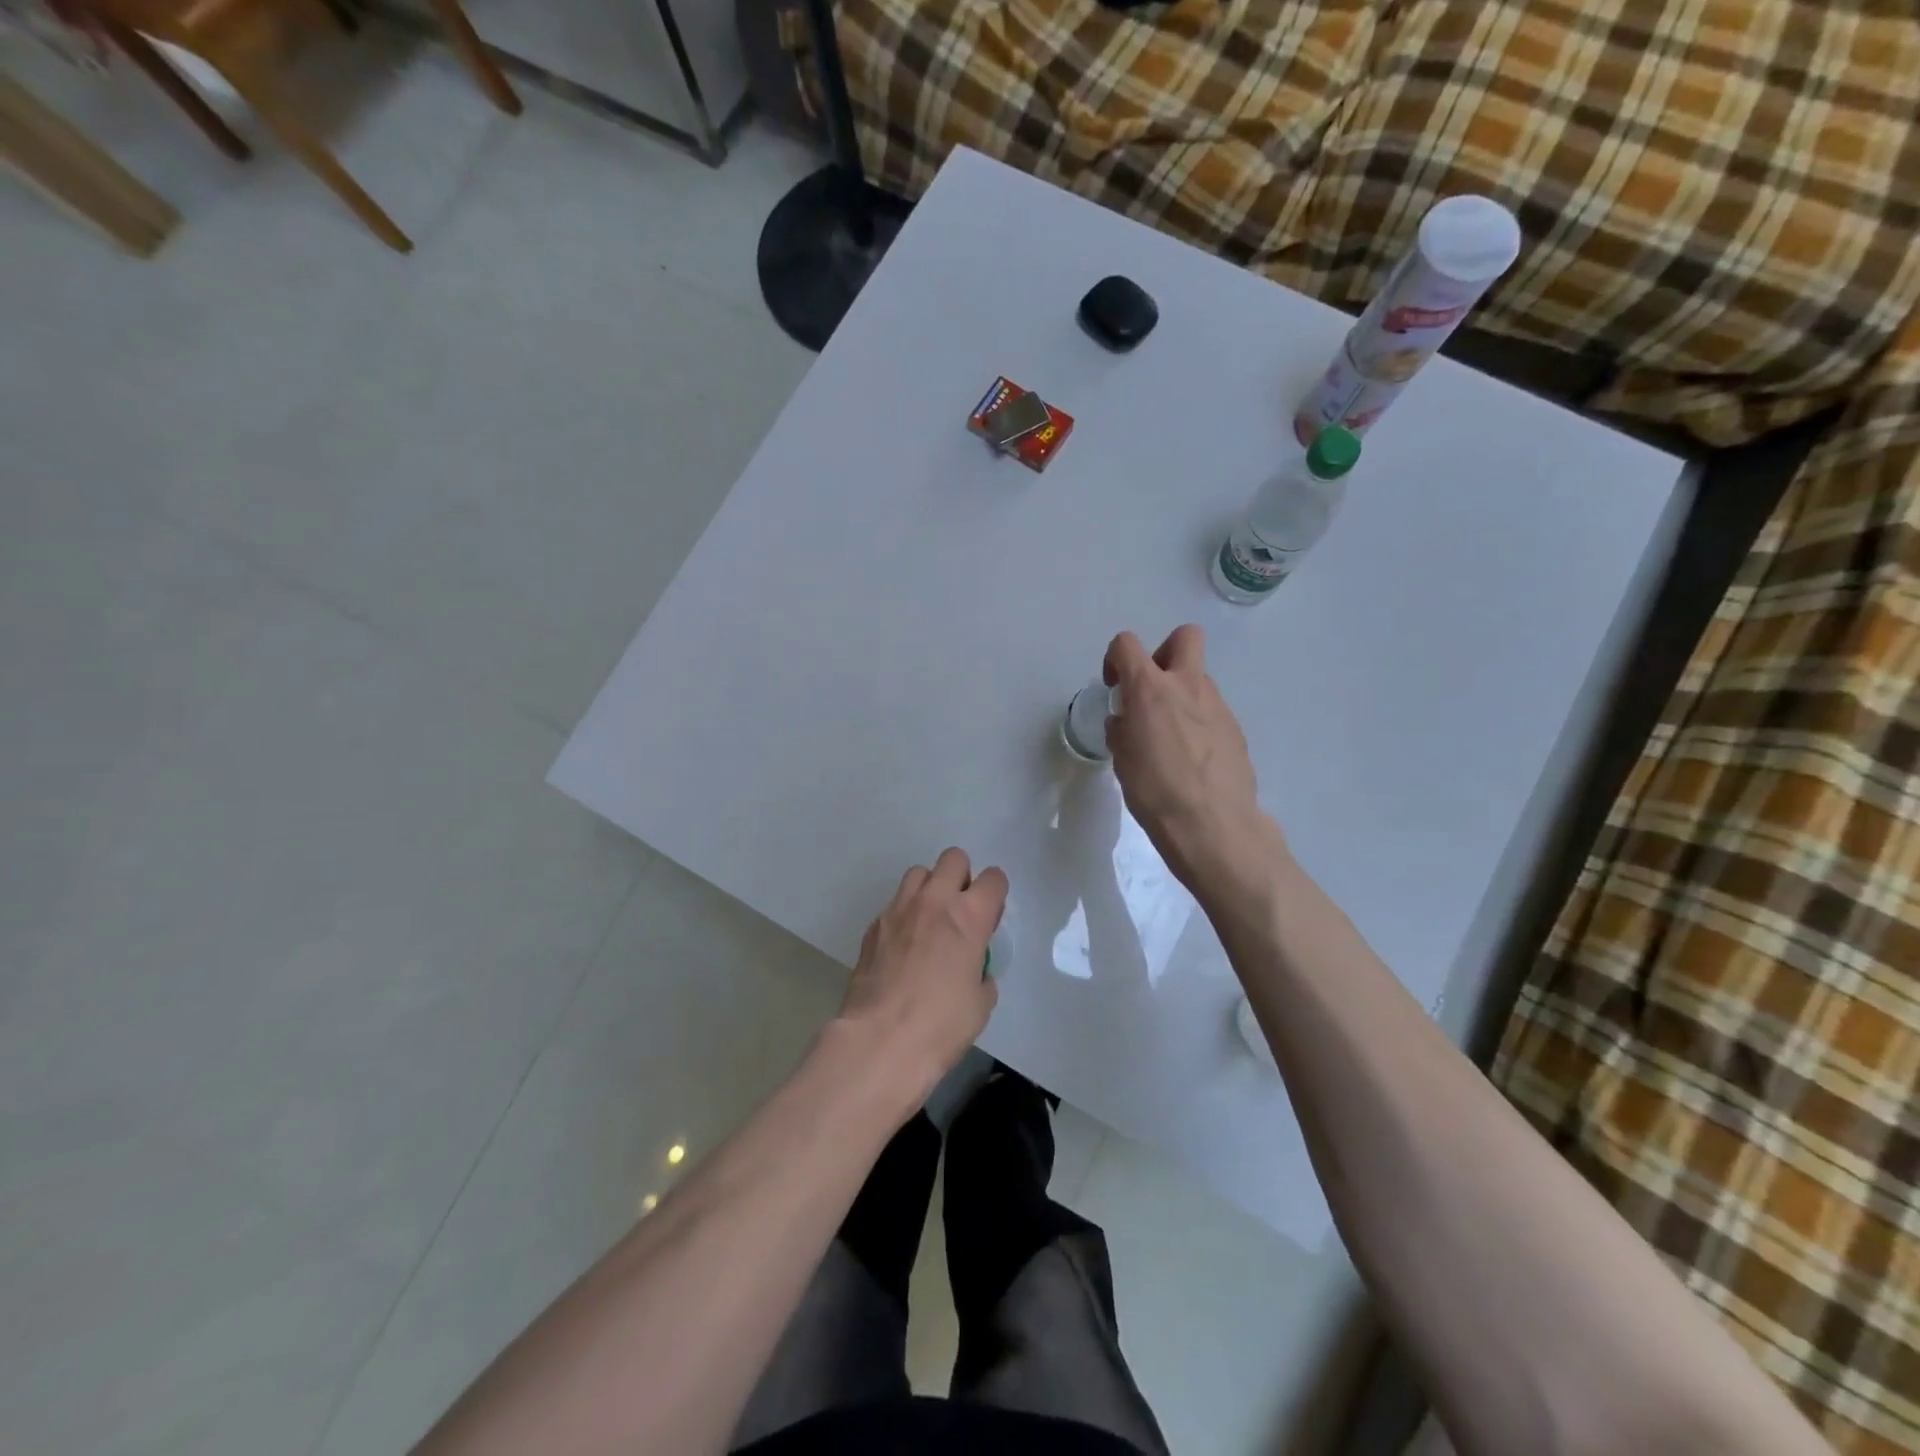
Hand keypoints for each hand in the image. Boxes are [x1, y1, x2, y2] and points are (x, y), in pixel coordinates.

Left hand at [837, 848, 1006, 1105]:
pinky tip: (903, 946)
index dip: (996, 894)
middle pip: (953, 858)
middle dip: (962, 877)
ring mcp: (899, 909)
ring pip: (919, 873)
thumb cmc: (941, 1025)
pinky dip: (904, 915)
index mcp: (969, 916)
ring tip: (929, 921)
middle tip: (960, 911)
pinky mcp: (874, 925)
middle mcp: (934, 901)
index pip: (993, 878)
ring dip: (930, 889)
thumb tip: (973, 969)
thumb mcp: (981, 1002)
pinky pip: (895, 904)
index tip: (991, 916)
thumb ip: (981, 972)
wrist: (880, 1041)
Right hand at [1104, 626, 1284, 898]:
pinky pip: (1211, 711)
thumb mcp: (1122, 760)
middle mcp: (1187, 686)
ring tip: (1169, 738)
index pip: (1126, 644)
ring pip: (1199, 678)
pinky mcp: (1235, 729)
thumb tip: (1126, 721)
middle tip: (1152, 690)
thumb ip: (1122, 730)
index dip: (1115, 658)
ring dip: (1181, 694)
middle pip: (1184, 637)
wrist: (1213, 827)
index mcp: (1150, 690)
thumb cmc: (1155, 793)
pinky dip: (1198, 722)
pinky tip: (1191, 759)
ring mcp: (1217, 706)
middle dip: (1164, 652)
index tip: (1114, 686)